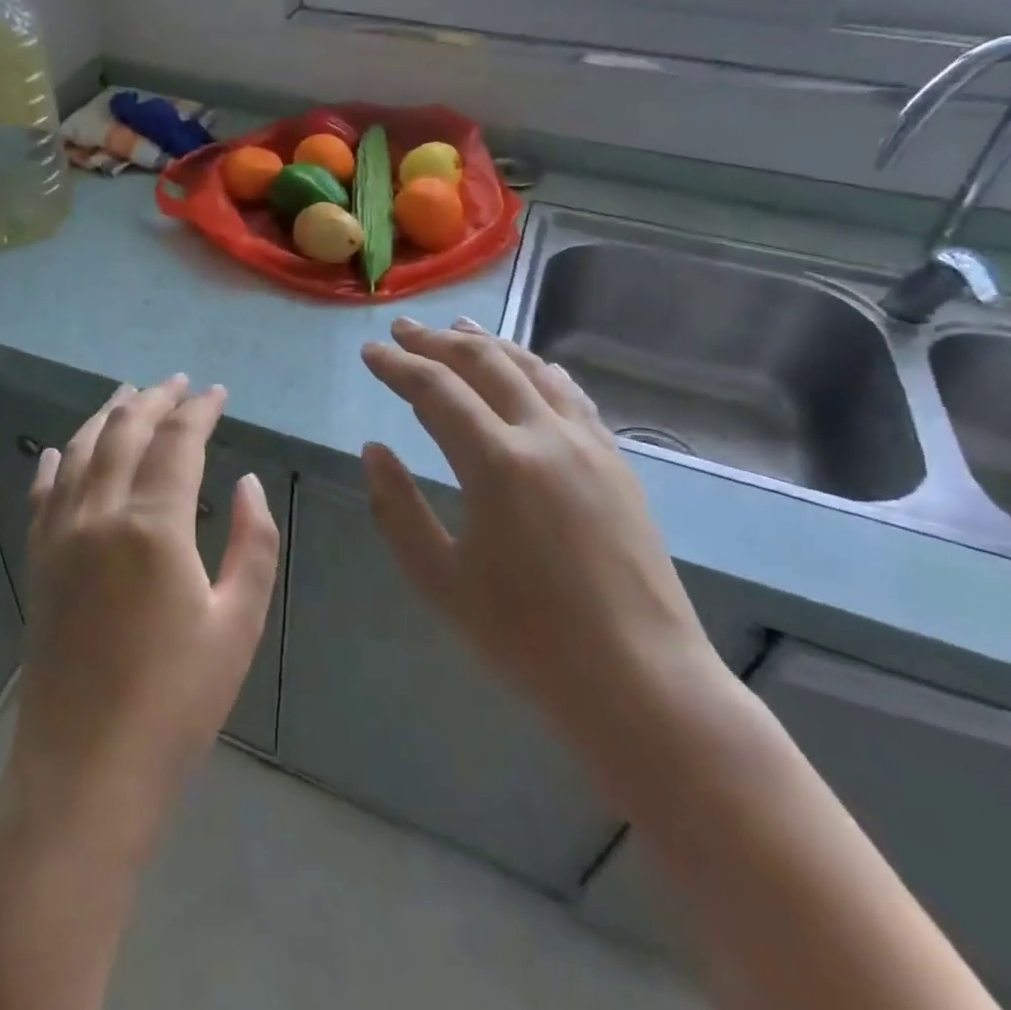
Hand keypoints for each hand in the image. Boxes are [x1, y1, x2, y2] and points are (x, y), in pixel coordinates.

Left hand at [0, 376, 281, 866]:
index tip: (217, 393)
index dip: (200, 410)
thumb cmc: (177, 702)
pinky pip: (44, 495)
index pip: (178, 441)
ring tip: (128, 394)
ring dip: (107, 417)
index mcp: (154, 525)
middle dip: (154, 400)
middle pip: (126, 433)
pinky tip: (63, 449)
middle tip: (177, 383)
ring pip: (81, 452)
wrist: (85, 772)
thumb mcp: (238, 623)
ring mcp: (61, 537)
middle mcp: (100, 515)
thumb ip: (252, 543)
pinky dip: (57, 463)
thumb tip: (247, 483)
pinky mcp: (39, 563)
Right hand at [359, 318, 727, 763]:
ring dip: (489, 343)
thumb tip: (373, 450)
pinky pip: (571, 394)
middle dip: (437, 340)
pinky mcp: (617, 461)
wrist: (640, 680)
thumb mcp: (439, 580)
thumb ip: (398, 509)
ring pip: (532, 369)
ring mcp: (589, 444)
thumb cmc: (527, 638)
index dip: (397, 365)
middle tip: (403, 329)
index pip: (435, 390)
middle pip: (484, 363)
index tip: (370, 352)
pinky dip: (538, 369)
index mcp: (496, 464)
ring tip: (459, 329)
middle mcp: (545, 436)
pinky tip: (530, 367)